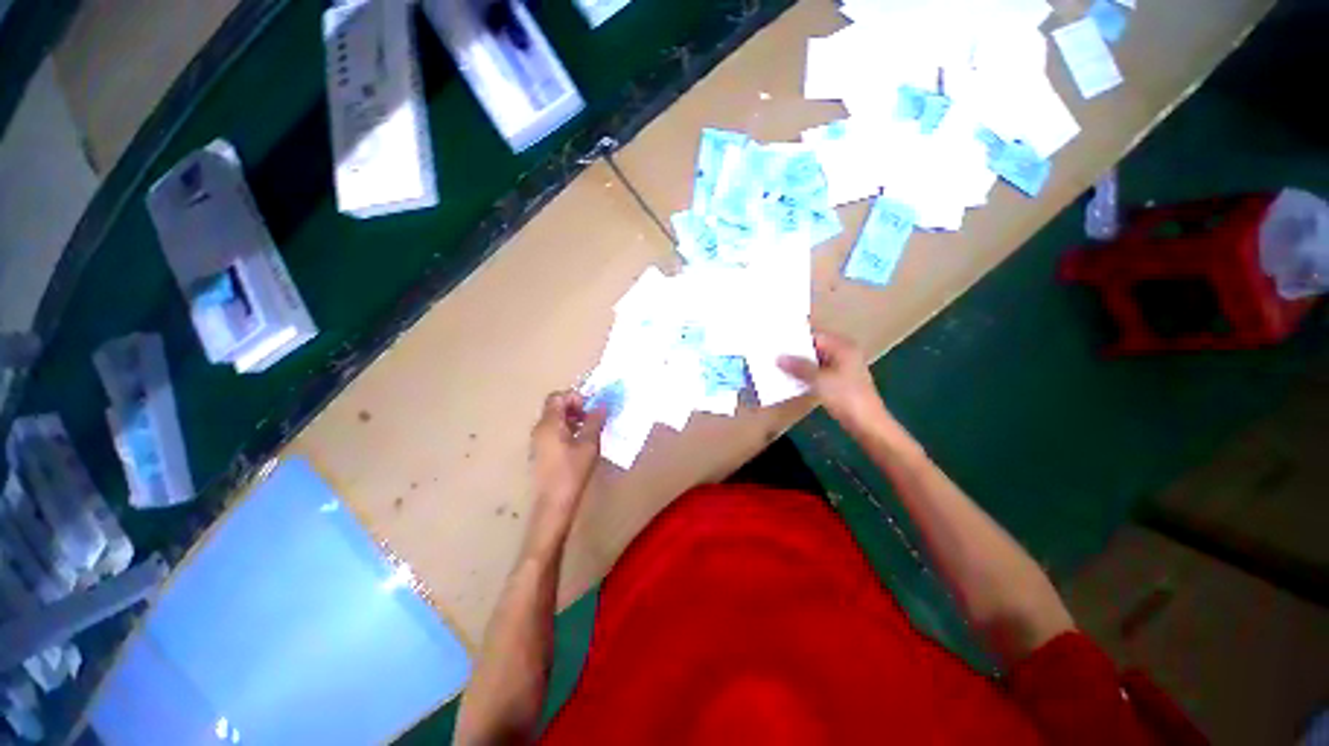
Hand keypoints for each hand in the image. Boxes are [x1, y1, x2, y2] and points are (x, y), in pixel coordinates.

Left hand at [529, 391, 606, 520]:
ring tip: (590, 431)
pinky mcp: (541, 453)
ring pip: (555, 420)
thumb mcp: (589, 443)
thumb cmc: (572, 471)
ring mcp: (538, 441)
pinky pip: (553, 432)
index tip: (592, 408)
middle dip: (576, 408)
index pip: (558, 397)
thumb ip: (595, 421)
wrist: (554, 503)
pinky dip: (567, 430)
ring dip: (572, 419)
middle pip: (555, 407)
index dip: (575, 397)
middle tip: (593, 418)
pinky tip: (580, 444)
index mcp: (549, 423)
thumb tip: (601, 405)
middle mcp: (539, 429)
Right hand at [779, 331, 890, 433]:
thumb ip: (798, 367)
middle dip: (797, 352)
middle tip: (774, 353)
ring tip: (778, 365)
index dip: (797, 339)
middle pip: (816, 348)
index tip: (777, 341)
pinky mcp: (839, 383)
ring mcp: (843, 369)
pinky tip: (791, 379)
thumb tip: (779, 357)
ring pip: (816, 362)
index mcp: (843, 347)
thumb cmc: (846, 397)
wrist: (867, 424)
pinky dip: (807, 375)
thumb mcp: (819, 380)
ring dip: (800, 365)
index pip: (816, 336)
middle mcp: (844, 354)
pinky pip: (819, 373)